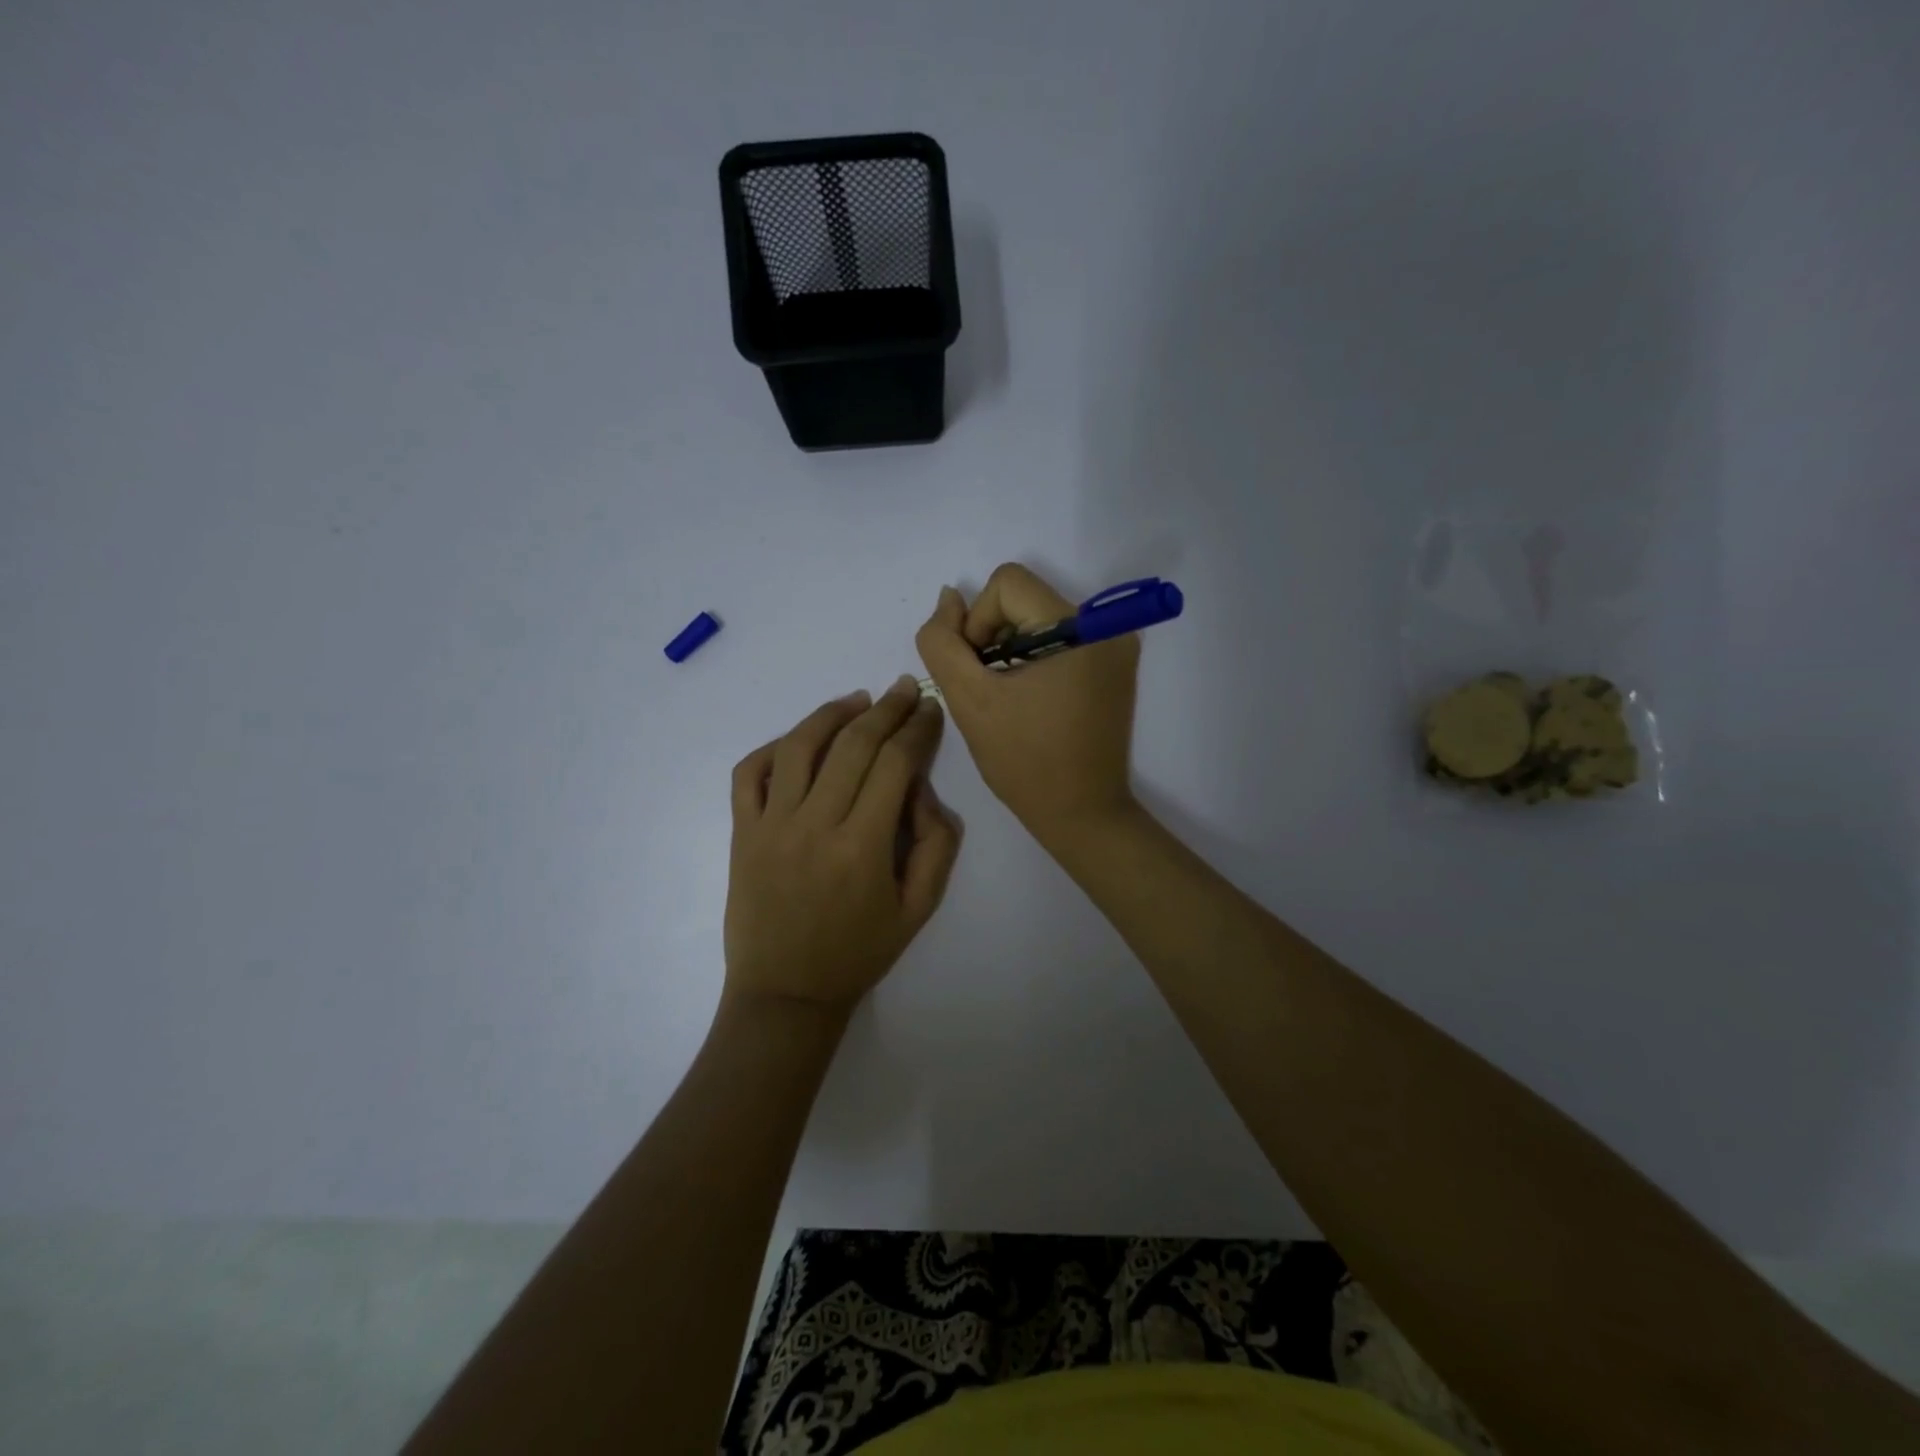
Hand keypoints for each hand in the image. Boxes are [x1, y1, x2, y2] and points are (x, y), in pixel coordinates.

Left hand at [724, 676, 961, 1012]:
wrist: (785, 995)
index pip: (895, 764)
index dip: (917, 729)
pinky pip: (750, 773)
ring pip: (800, 747)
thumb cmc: (858, 954)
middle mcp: (815, 825)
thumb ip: (937, 846)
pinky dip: (774, 746)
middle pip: (853, 745)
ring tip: (858, 699)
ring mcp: (771, 826)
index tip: (930, 709)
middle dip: (886, 709)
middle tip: (905, 687)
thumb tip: (922, 790)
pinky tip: (801, 739)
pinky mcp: (742, 833)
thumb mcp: (919, 910)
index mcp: (863, 847)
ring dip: (832, 714)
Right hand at [915, 563, 1140, 842]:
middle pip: (1024, 599)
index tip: (979, 671)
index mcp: (1081, 629)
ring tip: (1009, 698)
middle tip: (990, 689)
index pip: (1007, 584)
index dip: (977, 622)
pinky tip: (1030, 700)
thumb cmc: (1025, 762)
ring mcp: (1116, 647)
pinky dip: (1034, 660)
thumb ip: (942, 643)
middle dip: (994, 638)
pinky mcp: (1114, 666)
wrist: (1082, 814)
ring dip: (1011, 651)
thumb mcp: (970, 700)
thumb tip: (948, 598)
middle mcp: (1107, 627)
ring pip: (1038, 620)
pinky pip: (1060, 640)